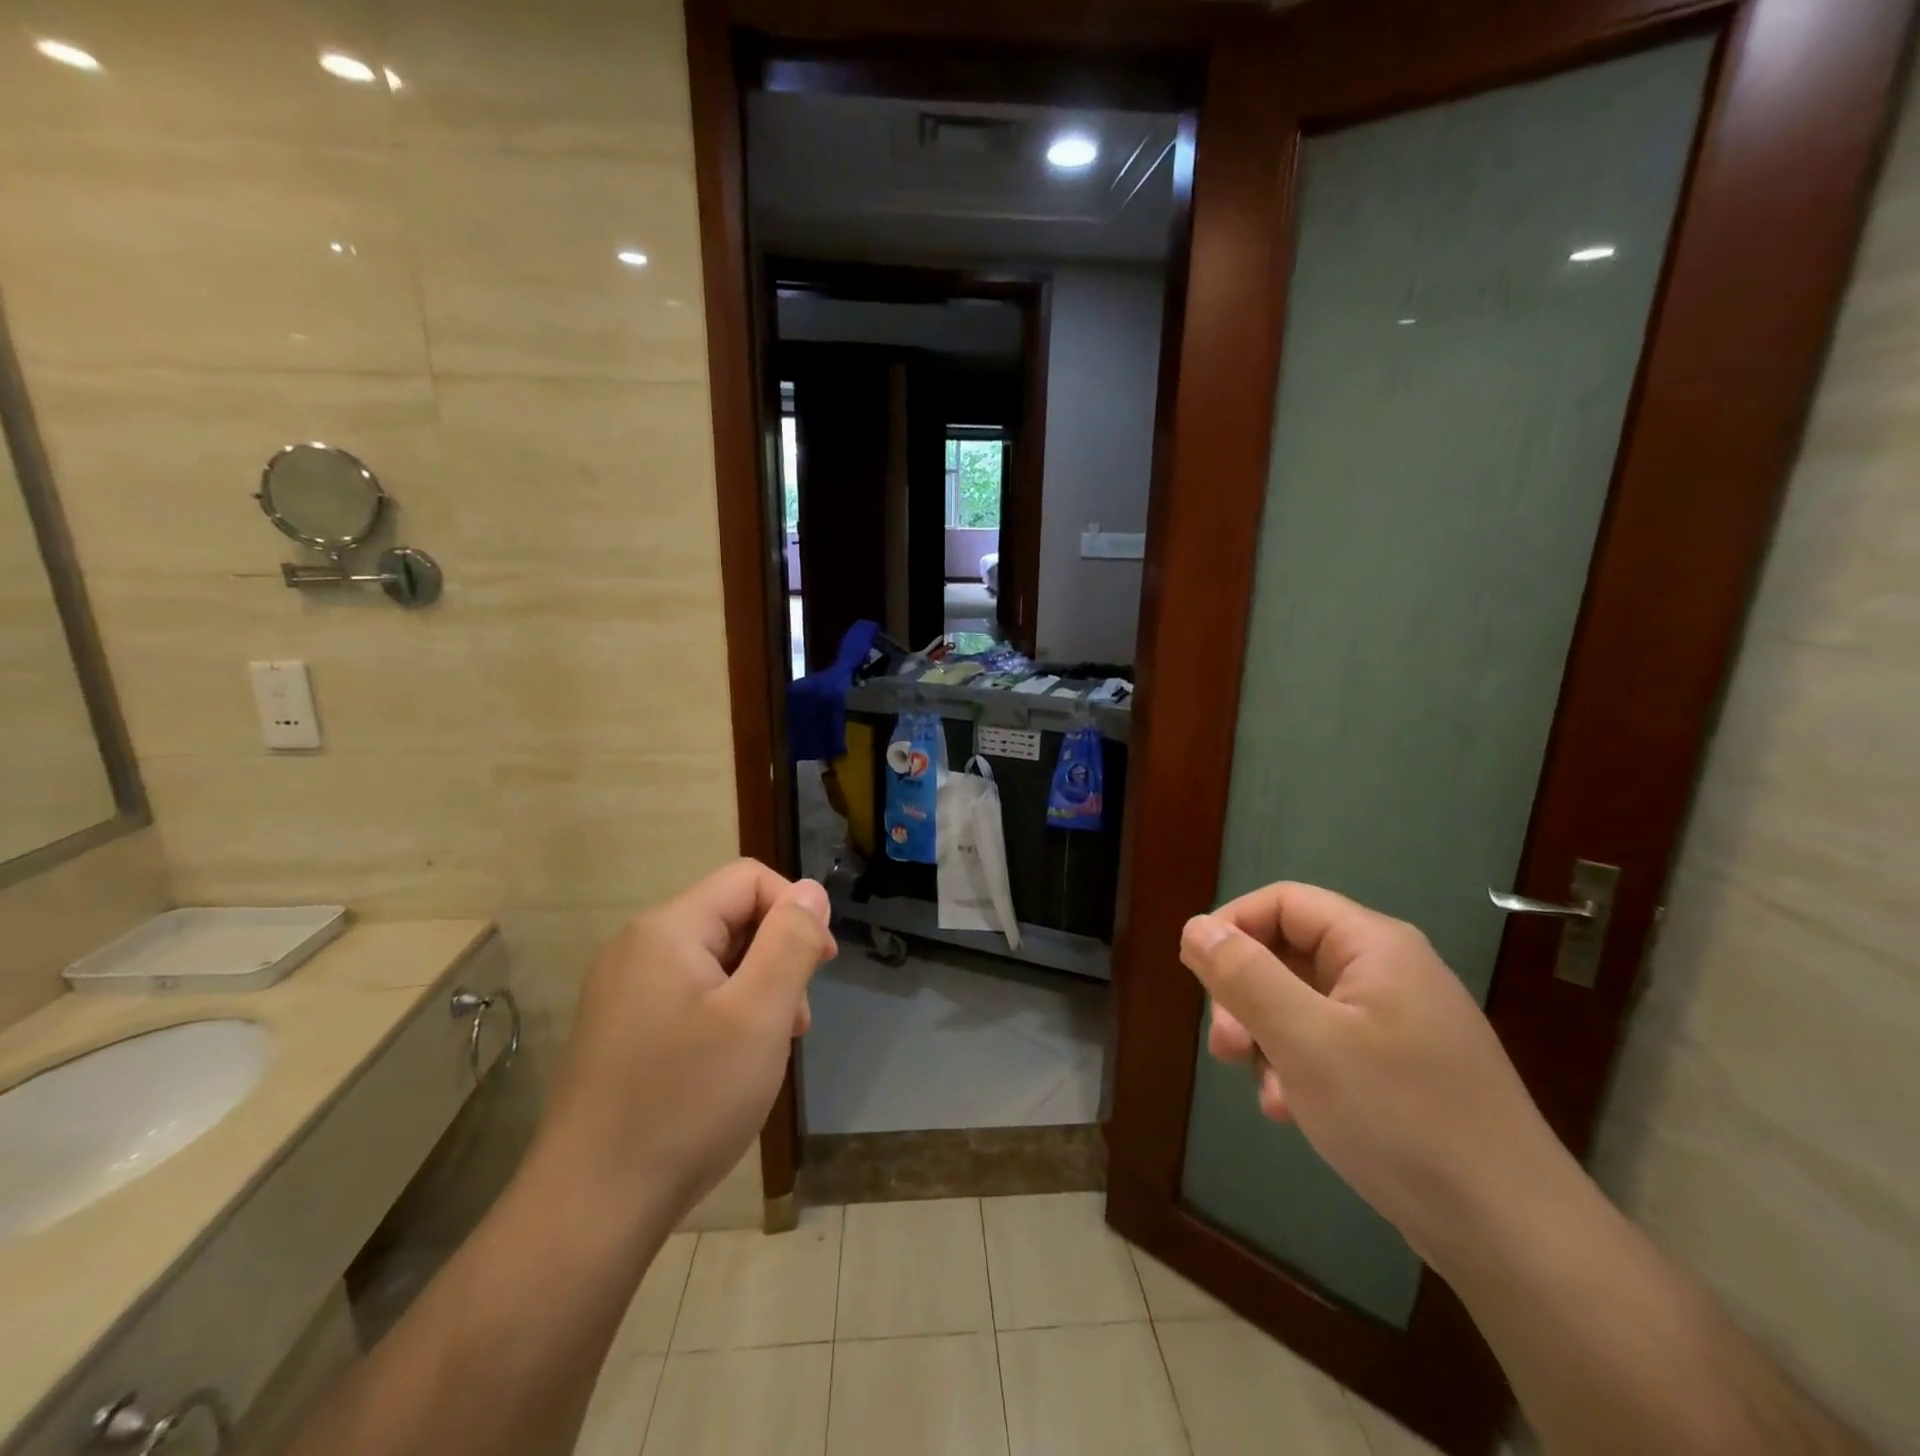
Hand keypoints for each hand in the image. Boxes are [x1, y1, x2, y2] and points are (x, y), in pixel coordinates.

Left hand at [529, 860, 835, 1236]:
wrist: (589, 1211)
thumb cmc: (686, 1102)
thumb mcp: (758, 1015)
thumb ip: (790, 942)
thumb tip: (810, 890)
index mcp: (667, 930)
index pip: (749, 880)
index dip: (795, 911)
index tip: (820, 966)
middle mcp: (638, 947)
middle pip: (731, 918)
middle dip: (776, 957)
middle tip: (795, 1022)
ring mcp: (624, 991)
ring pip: (714, 961)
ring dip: (755, 990)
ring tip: (769, 1049)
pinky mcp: (622, 1029)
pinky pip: (690, 996)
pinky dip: (725, 1015)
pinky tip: (732, 1065)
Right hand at [1181, 882, 1570, 1268]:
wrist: (1516, 1237)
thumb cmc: (1399, 1118)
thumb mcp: (1303, 1040)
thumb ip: (1243, 975)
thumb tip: (1194, 926)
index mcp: (1373, 945)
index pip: (1282, 902)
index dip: (1231, 927)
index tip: (1197, 976)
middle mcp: (1389, 971)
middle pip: (1289, 953)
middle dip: (1245, 994)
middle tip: (1224, 1047)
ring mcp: (1400, 1022)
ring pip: (1303, 1003)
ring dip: (1268, 1038)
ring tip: (1263, 1090)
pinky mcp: (1404, 1068)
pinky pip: (1331, 1045)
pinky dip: (1300, 1068)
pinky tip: (1291, 1112)